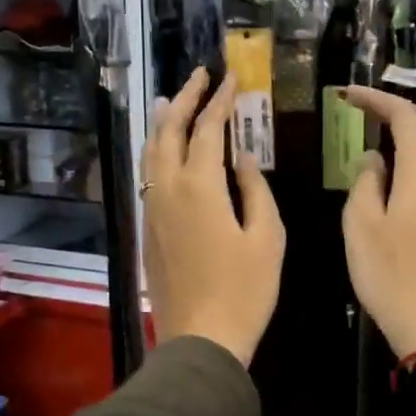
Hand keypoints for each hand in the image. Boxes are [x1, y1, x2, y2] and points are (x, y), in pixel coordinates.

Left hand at [142, 67, 284, 366]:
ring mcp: (152, 211)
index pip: (207, 129)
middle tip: (199, 76)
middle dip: (184, 99)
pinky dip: (157, 152)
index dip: (220, 101)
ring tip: (172, 100)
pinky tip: (166, 152)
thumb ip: (255, 190)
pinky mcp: (148, 230)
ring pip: (151, 153)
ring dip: (163, 122)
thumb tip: (241, 158)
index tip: (231, 79)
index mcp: (200, 187)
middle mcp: (168, 190)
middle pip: (169, 131)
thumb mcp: (267, 238)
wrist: (201, 339)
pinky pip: (148, 177)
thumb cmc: (245, 291)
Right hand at [340, 87, 415, 357]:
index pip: (405, 116)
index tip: (346, 95)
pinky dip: (413, 158)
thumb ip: (366, 182)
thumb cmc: (391, 274)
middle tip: (358, 111)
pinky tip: (391, 172)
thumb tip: (374, 159)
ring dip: (405, 135)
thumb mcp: (362, 225)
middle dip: (393, 112)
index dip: (376, 99)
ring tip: (371, 136)